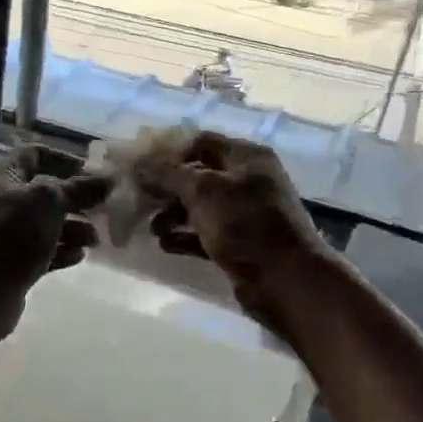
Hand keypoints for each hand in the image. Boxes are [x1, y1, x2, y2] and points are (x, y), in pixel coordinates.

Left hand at [0, 145, 111, 345]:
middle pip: (43, 192)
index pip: (35, 154)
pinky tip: (80, 256)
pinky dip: (61, 251)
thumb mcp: (47, 202)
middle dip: (75, 200)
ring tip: (95, 240)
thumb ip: (79, 189)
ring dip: (73, 228)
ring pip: (44, 223)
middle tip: (102, 210)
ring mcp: (2, 234)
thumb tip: (107, 179)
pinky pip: (40, 250)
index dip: (66, 160)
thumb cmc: (10, 235)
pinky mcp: (9, 263)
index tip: (94, 175)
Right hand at [139, 131, 332, 336]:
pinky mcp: (238, 244)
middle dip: (166, 186)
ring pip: (198, 207)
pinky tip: (164, 244)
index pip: (200, 142)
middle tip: (137, 198)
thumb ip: (169, 173)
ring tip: (151, 228)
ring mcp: (243, 214)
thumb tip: (140, 162)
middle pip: (197, 175)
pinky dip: (183, 237)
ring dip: (171, 214)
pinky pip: (203, 234)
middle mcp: (246, 181)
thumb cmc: (245, 223)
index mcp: (246, 157)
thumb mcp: (204, 190)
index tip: (137, 164)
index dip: (167, 150)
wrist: (285, 280)